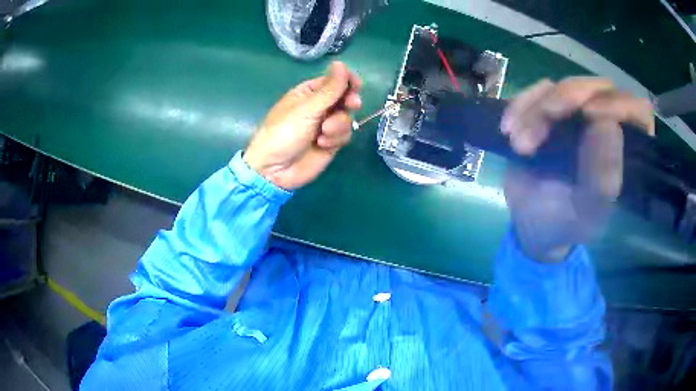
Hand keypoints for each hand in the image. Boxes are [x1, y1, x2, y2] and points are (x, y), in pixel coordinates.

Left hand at [244, 62, 362, 189]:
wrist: (275, 169)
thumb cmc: (284, 132)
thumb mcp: (307, 108)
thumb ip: (329, 89)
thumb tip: (341, 63)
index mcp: (309, 92)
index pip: (335, 80)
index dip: (347, 80)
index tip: (356, 85)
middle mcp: (320, 106)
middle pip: (346, 98)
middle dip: (349, 102)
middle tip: (351, 105)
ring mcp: (326, 125)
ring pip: (347, 117)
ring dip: (338, 125)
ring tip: (322, 134)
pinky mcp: (331, 142)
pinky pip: (345, 135)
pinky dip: (336, 139)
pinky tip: (322, 144)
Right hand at [501, 77, 654, 261]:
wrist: (531, 222)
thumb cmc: (564, 223)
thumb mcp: (585, 211)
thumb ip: (603, 177)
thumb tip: (610, 124)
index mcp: (628, 152)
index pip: (638, 111)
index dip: (619, 104)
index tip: (590, 114)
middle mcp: (608, 125)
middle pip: (599, 87)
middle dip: (568, 97)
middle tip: (546, 116)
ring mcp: (580, 114)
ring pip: (564, 85)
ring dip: (538, 108)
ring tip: (520, 145)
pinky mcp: (553, 109)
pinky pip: (538, 90)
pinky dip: (521, 105)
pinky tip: (509, 129)